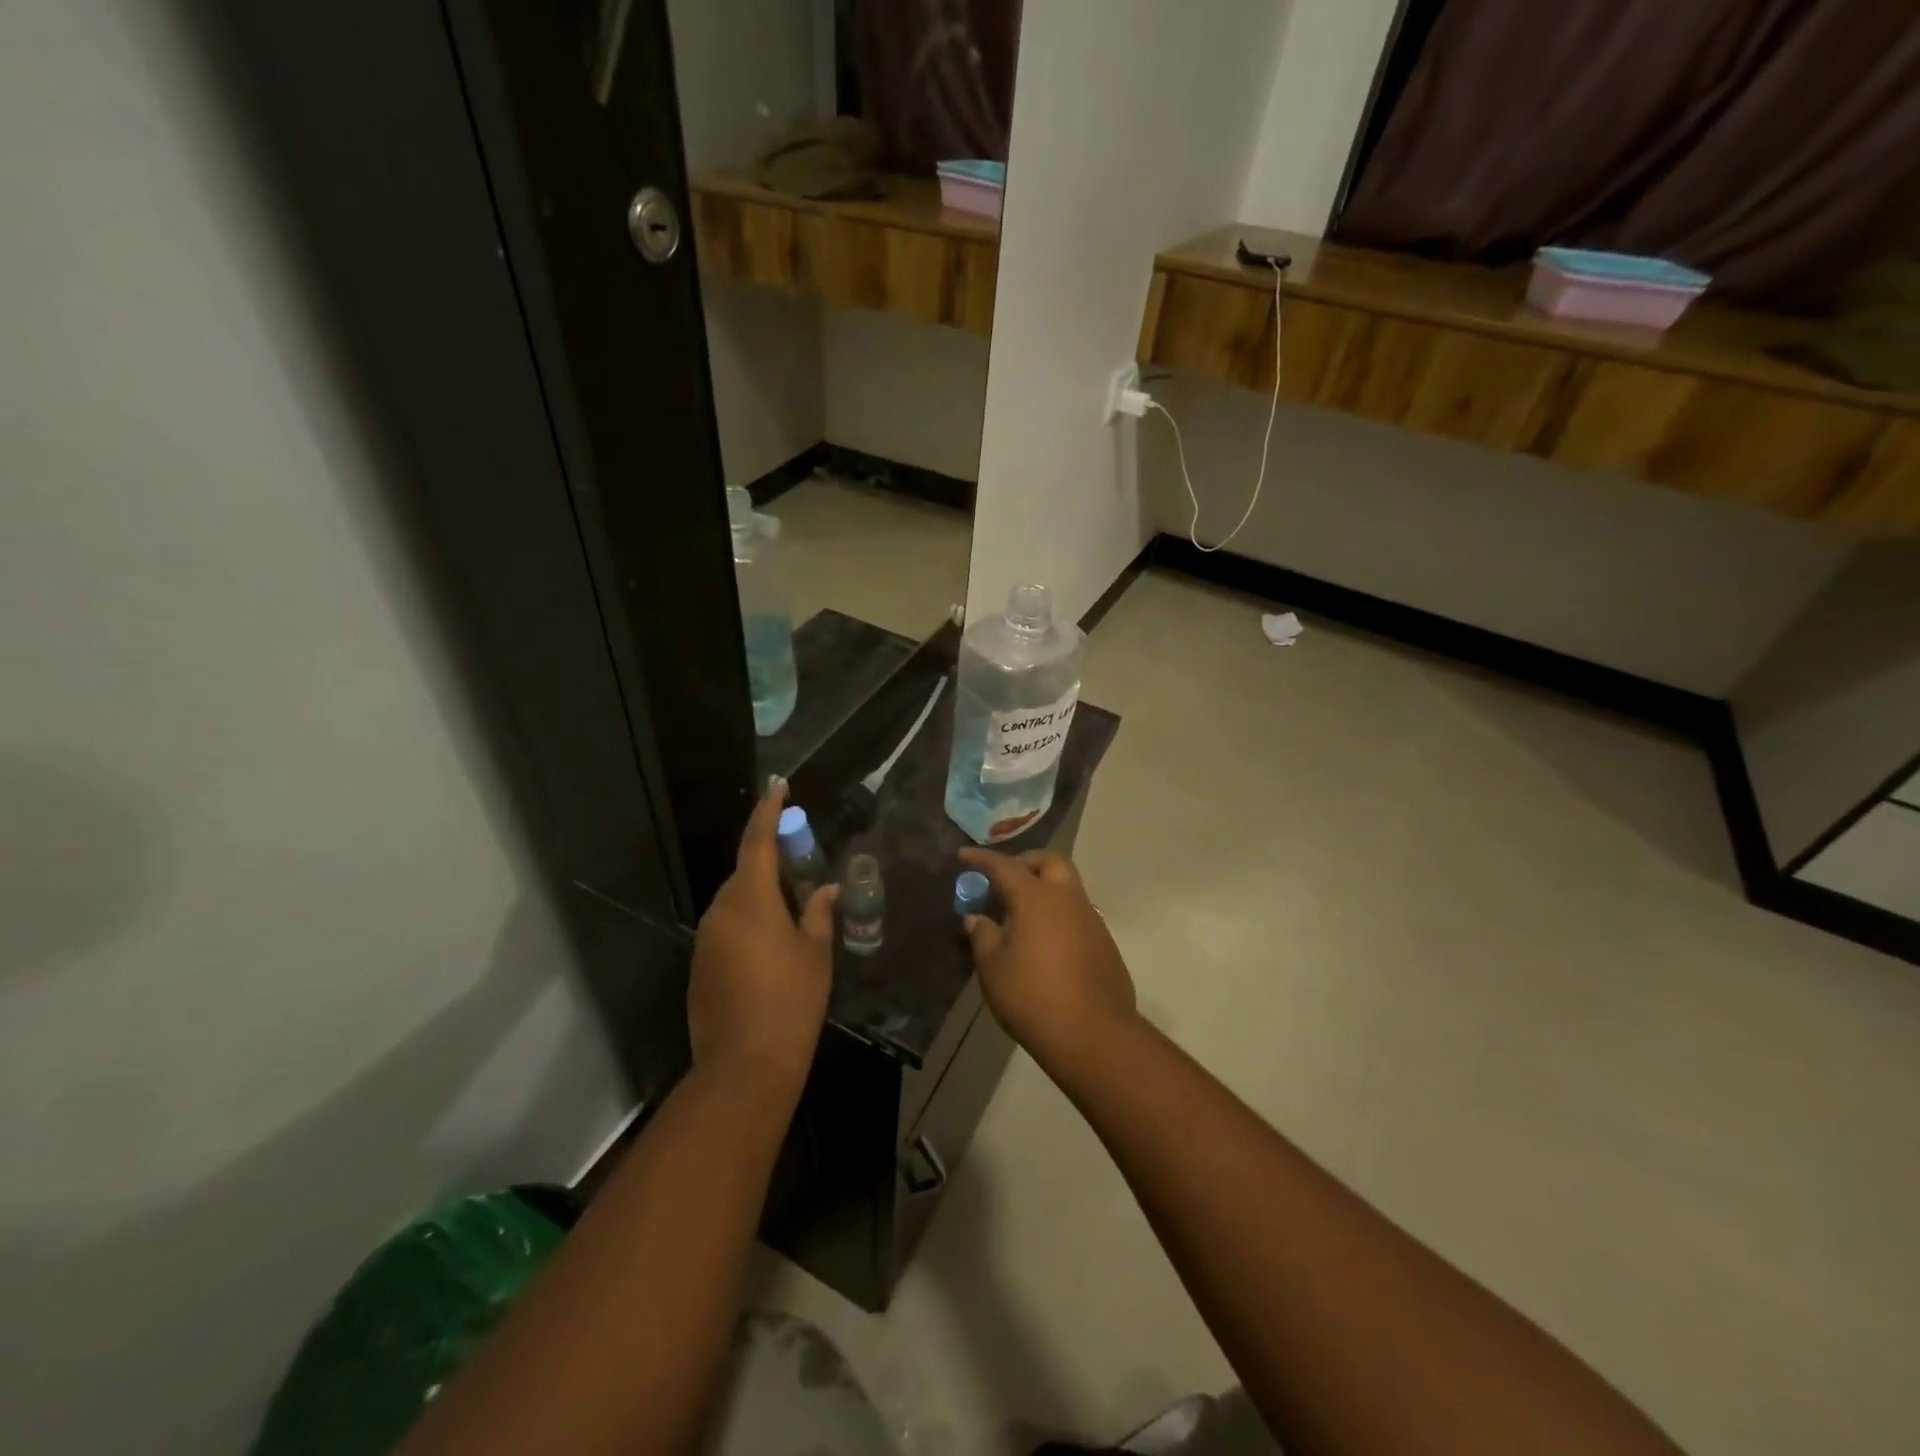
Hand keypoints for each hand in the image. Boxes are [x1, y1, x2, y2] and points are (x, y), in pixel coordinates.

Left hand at [689, 780, 835, 1097]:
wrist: (745, 1065)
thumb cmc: (791, 1002)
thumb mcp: (815, 954)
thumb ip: (819, 914)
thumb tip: (827, 890)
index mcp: (750, 901)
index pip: (757, 841)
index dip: (768, 811)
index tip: (778, 787)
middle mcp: (720, 912)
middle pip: (744, 873)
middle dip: (770, 864)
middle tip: (801, 867)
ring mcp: (705, 940)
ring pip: (735, 903)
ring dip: (760, 898)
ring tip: (791, 914)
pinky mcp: (699, 965)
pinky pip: (726, 929)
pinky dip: (748, 926)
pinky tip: (770, 950)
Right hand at [959, 848, 1138, 1078]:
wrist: (1094, 1034)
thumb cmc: (1033, 997)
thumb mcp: (993, 968)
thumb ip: (983, 936)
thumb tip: (977, 918)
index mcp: (1036, 898)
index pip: (1004, 866)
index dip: (982, 859)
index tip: (964, 855)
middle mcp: (1067, 899)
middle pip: (1049, 862)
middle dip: (1026, 862)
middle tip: (1005, 879)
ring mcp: (1092, 919)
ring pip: (1068, 887)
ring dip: (1046, 888)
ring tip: (1023, 913)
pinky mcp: (1105, 942)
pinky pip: (1078, 914)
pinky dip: (1059, 914)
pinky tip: (1047, 942)